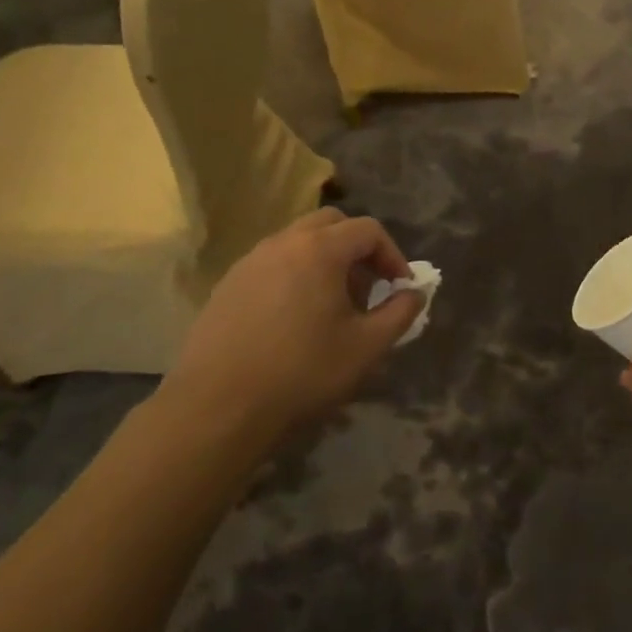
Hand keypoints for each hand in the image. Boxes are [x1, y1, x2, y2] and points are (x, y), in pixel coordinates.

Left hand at [156, 209, 423, 446]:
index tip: (400, 288)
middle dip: (357, 249)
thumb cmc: (302, 372)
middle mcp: (282, 243)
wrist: (218, 407)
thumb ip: (400, 313)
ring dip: (325, 261)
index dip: (392, 255)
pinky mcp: (227, 285)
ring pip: (298, 242)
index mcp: (319, 249)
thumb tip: (413, 294)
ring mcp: (249, 262)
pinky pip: (272, 264)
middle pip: (331, 224)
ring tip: (332, 306)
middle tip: (367, 289)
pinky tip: (294, 320)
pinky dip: (294, 276)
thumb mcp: (367, 347)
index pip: (368, 230)